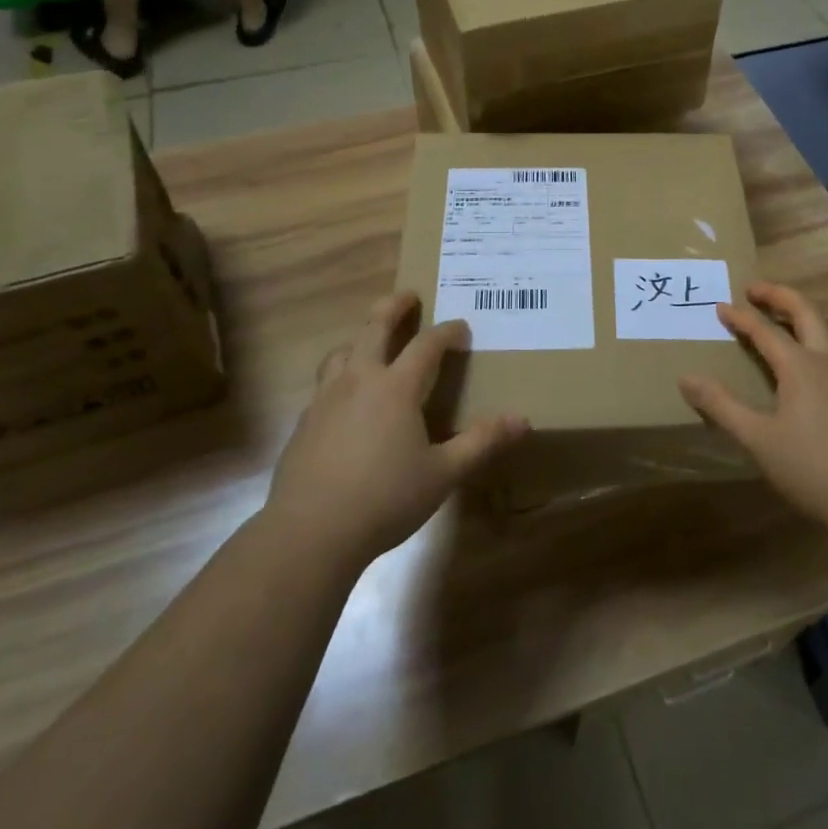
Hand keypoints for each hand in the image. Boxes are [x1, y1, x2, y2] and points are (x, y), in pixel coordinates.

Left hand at [262, 291, 527, 571]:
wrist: (310, 532)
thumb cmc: (385, 499)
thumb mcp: (444, 474)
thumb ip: (482, 443)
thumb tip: (522, 419)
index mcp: (395, 388)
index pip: (426, 346)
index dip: (446, 332)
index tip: (461, 327)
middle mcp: (358, 382)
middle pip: (373, 329)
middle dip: (393, 308)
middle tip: (408, 296)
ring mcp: (325, 400)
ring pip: (341, 352)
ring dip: (360, 338)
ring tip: (370, 340)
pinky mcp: (304, 423)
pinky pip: (324, 384)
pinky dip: (341, 374)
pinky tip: (346, 398)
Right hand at [679, 282, 827, 536]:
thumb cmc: (811, 466)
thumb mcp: (757, 438)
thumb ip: (721, 406)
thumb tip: (686, 379)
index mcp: (801, 365)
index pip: (765, 330)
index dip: (740, 317)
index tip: (719, 306)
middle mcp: (827, 360)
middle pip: (805, 312)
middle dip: (779, 296)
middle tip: (753, 289)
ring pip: (824, 328)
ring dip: (799, 313)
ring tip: (778, 314)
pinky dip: (811, 334)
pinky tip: (804, 356)